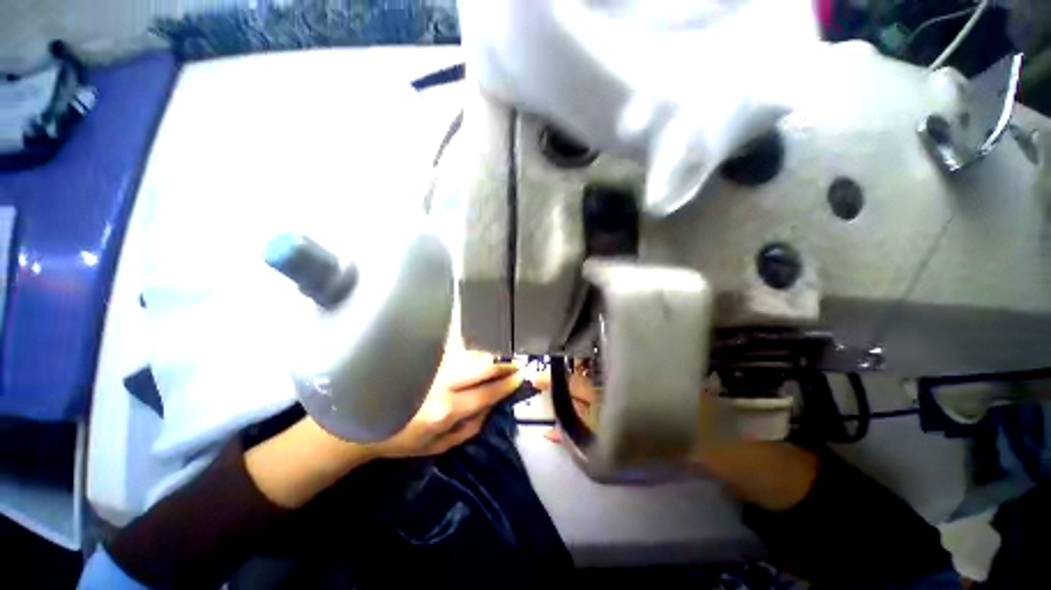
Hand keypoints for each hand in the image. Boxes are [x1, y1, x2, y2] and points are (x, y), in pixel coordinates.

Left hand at [369, 341, 521, 458]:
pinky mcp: (421, 353)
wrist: (361, 421)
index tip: (520, 375)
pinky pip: (452, 343)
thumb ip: (471, 427)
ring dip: (488, 351)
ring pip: (468, 350)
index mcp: (444, 410)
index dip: (506, 383)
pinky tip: (475, 345)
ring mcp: (429, 364)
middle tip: (514, 361)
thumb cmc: (402, 438)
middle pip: (481, 365)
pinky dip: (468, 342)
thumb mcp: (439, 445)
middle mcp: (439, 382)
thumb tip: (495, 403)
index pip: (486, 392)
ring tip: (498, 354)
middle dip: (502, 362)